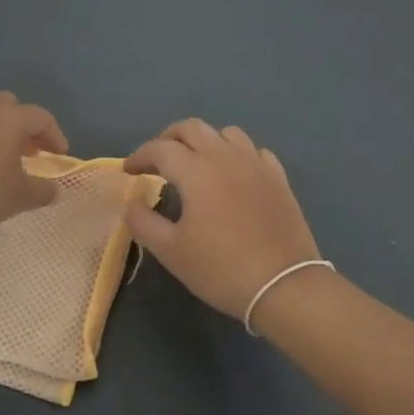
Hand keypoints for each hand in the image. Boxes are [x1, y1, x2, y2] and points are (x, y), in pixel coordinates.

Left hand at [0, 92, 68, 238]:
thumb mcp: (17, 198)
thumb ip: (42, 191)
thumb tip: (54, 189)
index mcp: (9, 118)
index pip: (42, 118)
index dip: (55, 136)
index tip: (60, 156)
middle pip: (11, 107)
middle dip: (24, 127)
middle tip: (30, 152)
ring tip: (1, 160)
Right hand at [122, 120, 320, 321]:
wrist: (284, 286)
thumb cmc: (221, 268)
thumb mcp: (171, 252)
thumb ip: (143, 223)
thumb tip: (132, 203)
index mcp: (196, 170)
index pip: (160, 149)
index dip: (140, 156)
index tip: (128, 171)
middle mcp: (226, 157)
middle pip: (192, 128)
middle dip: (169, 138)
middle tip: (157, 160)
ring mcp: (256, 165)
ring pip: (226, 133)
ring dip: (205, 141)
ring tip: (196, 163)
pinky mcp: (278, 178)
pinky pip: (255, 151)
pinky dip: (237, 154)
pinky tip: (234, 174)